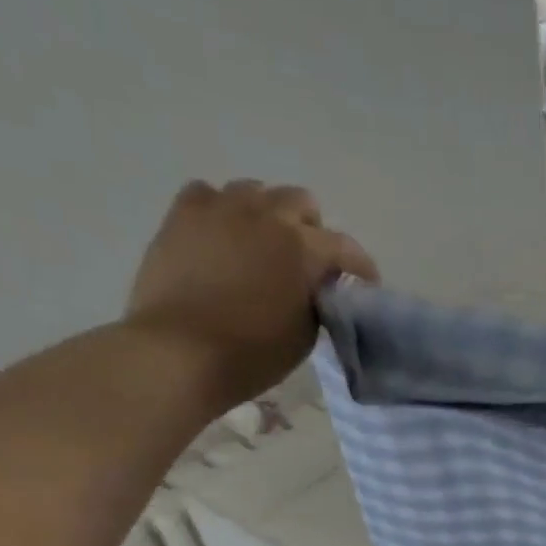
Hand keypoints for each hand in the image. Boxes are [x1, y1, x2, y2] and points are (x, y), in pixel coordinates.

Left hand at [124, 180, 378, 400]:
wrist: (181, 352)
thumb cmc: (252, 353)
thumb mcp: (304, 335)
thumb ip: (316, 301)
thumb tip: (315, 287)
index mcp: (304, 248)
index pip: (346, 248)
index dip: (360, 267)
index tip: (363, 285)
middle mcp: (267, 215)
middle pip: (300, 202)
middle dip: (311, 229)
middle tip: (307, 261)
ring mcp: (221, 208)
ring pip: (255, 192)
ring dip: (267, 215)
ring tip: (262, 245)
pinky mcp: (183, 214)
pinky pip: (209, 195)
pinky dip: (222, 211)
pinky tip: (222, 236)